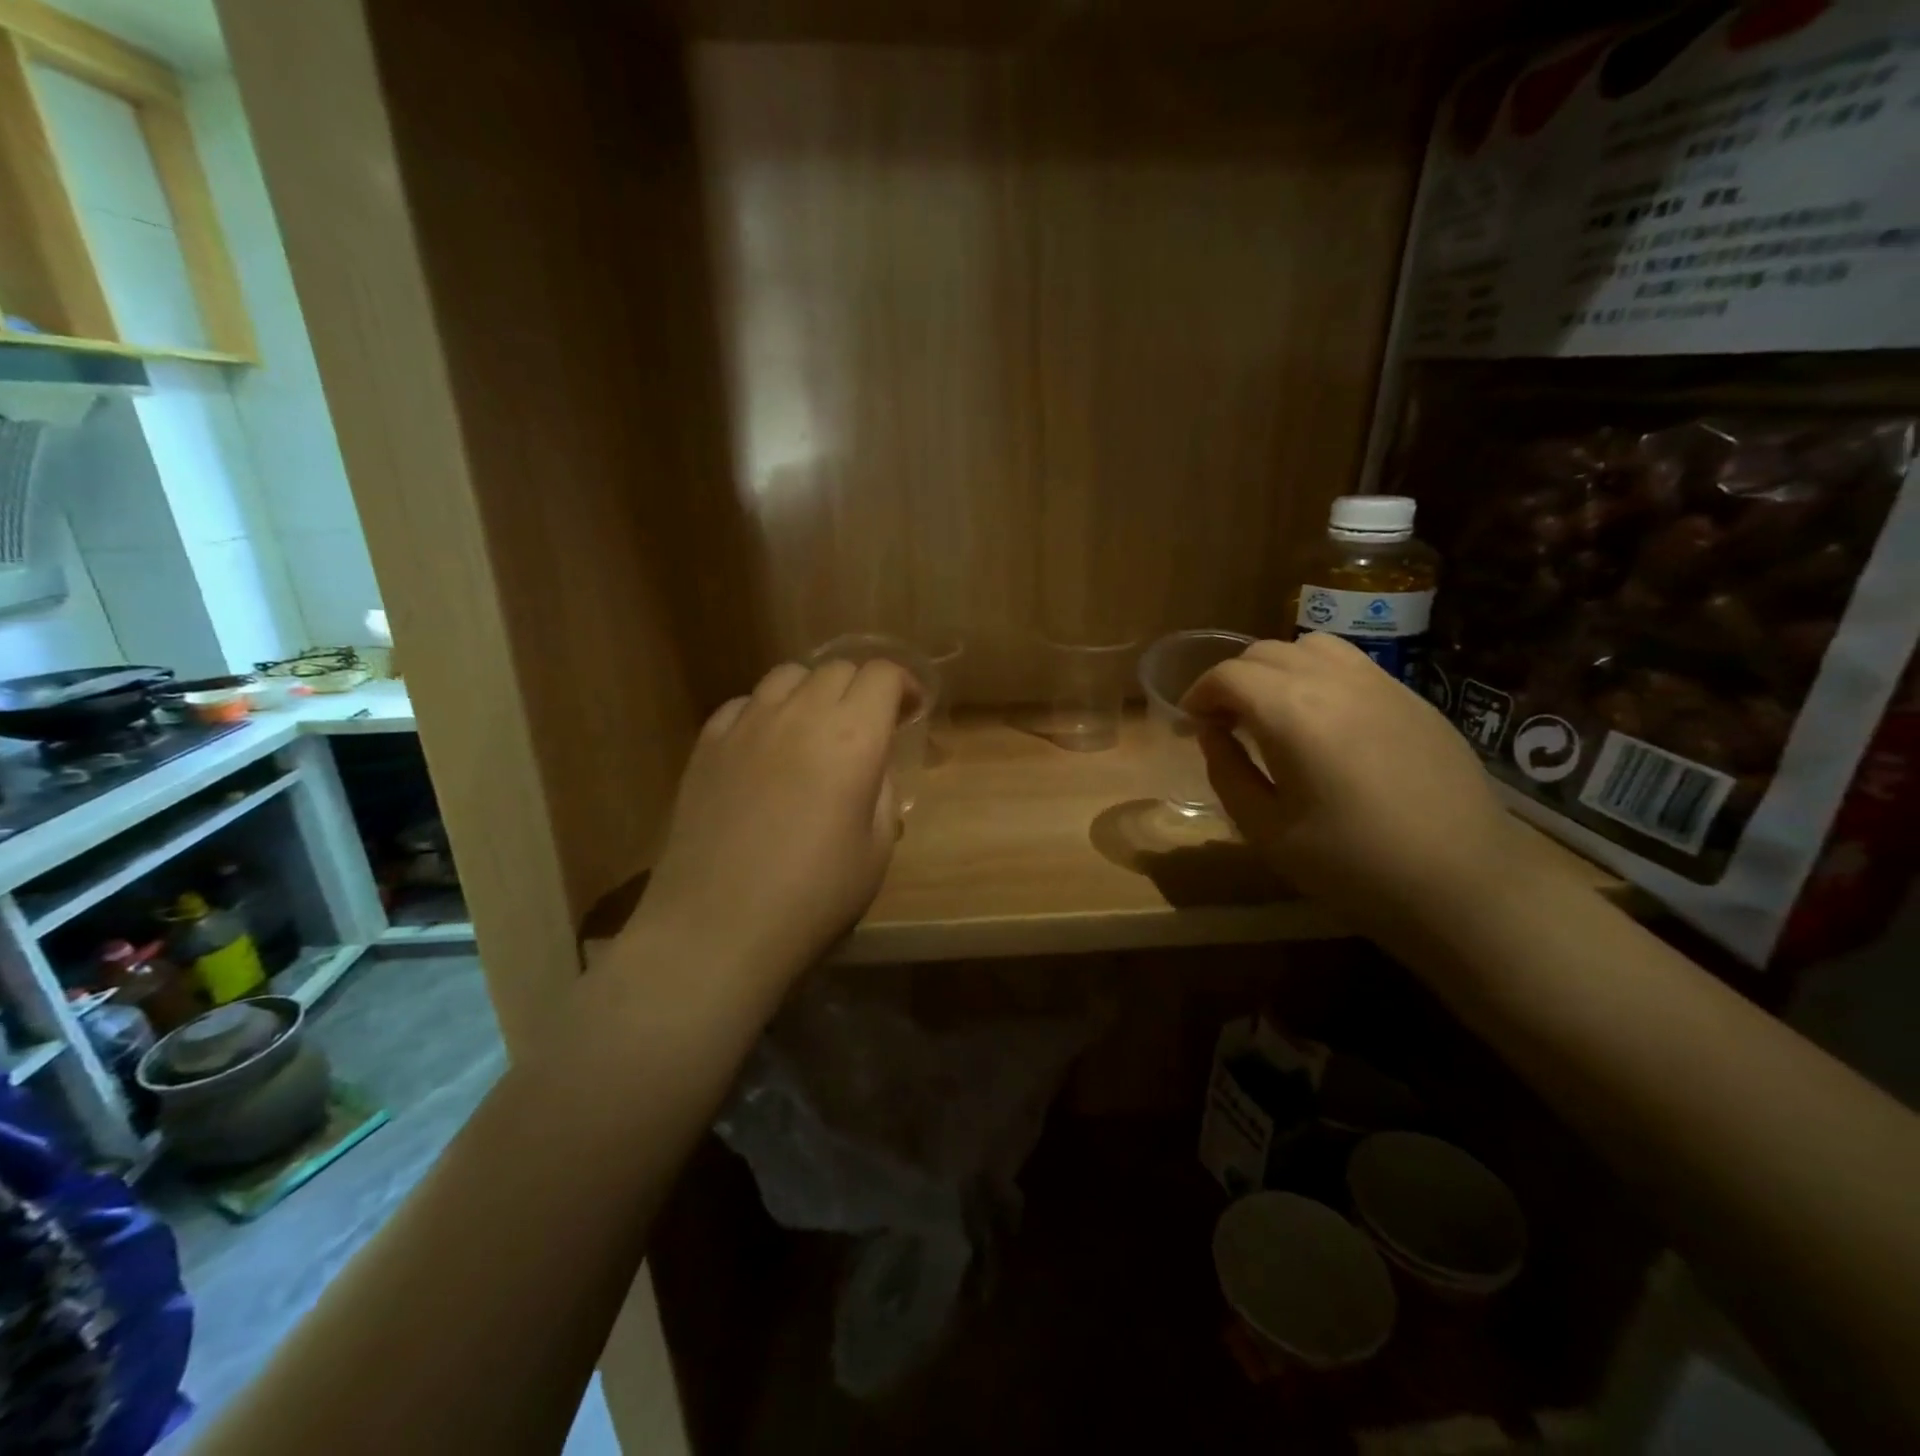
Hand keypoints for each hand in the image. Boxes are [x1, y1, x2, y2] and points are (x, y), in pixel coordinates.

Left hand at [636, 659, 909, 977]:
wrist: (718, 926)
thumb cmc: (813, 896)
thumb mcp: (877, 849)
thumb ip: (883, 791)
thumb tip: (872, 765)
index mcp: (852, 738)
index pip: (883, 675)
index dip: (905, 686)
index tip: (910, 712)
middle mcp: (800, 715)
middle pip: (838, 668)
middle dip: (862, 689)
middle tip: (868, 727)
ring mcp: (746, 724)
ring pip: (788, 675)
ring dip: (813, 692)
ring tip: (815, 730)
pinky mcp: (707, 743)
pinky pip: (744, 703)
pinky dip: (766, 712)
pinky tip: (766, 748)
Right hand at [1181, 634, 1529, 928]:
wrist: (1464, 884)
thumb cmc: (1353, 866)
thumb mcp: (1267, 830)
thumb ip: (1228, 772)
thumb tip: (1212, 734)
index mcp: (1292, 713)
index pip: (1228, 676)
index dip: (1199, 694)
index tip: (1191, 725)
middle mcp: (1334, 681)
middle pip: (1265, 653)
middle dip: (1232, 680)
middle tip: (1223, 723)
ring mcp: (1380, 684)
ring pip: (1310, 646)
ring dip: (1276, 669)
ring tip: (1271, 711)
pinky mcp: (1413, 698)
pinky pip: (1351, 664)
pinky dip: (1317, 675)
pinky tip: (1322, 719)